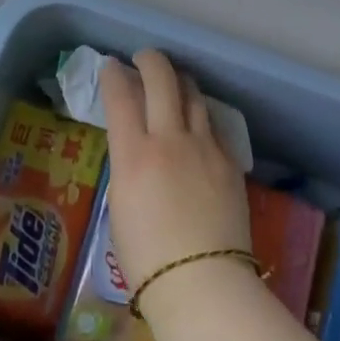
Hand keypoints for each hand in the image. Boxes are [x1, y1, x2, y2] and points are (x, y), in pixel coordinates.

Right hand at [99, 50, 251, 318]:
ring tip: (173, 82)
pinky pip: (211, 125)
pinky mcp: (228, 160)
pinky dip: (198, 115)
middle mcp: (170, 139)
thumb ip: (128, 166)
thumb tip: (136, 146)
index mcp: (135, 154)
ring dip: (179, 81)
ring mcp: (204, 146)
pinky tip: (196, 123)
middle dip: (150, 60)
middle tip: (143, 58)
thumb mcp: (120, 206)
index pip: (120, 97)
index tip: (111, 66)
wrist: (202, 282)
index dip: (113, 75)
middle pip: (162, 79)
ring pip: (192, 94)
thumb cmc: (146, 259)